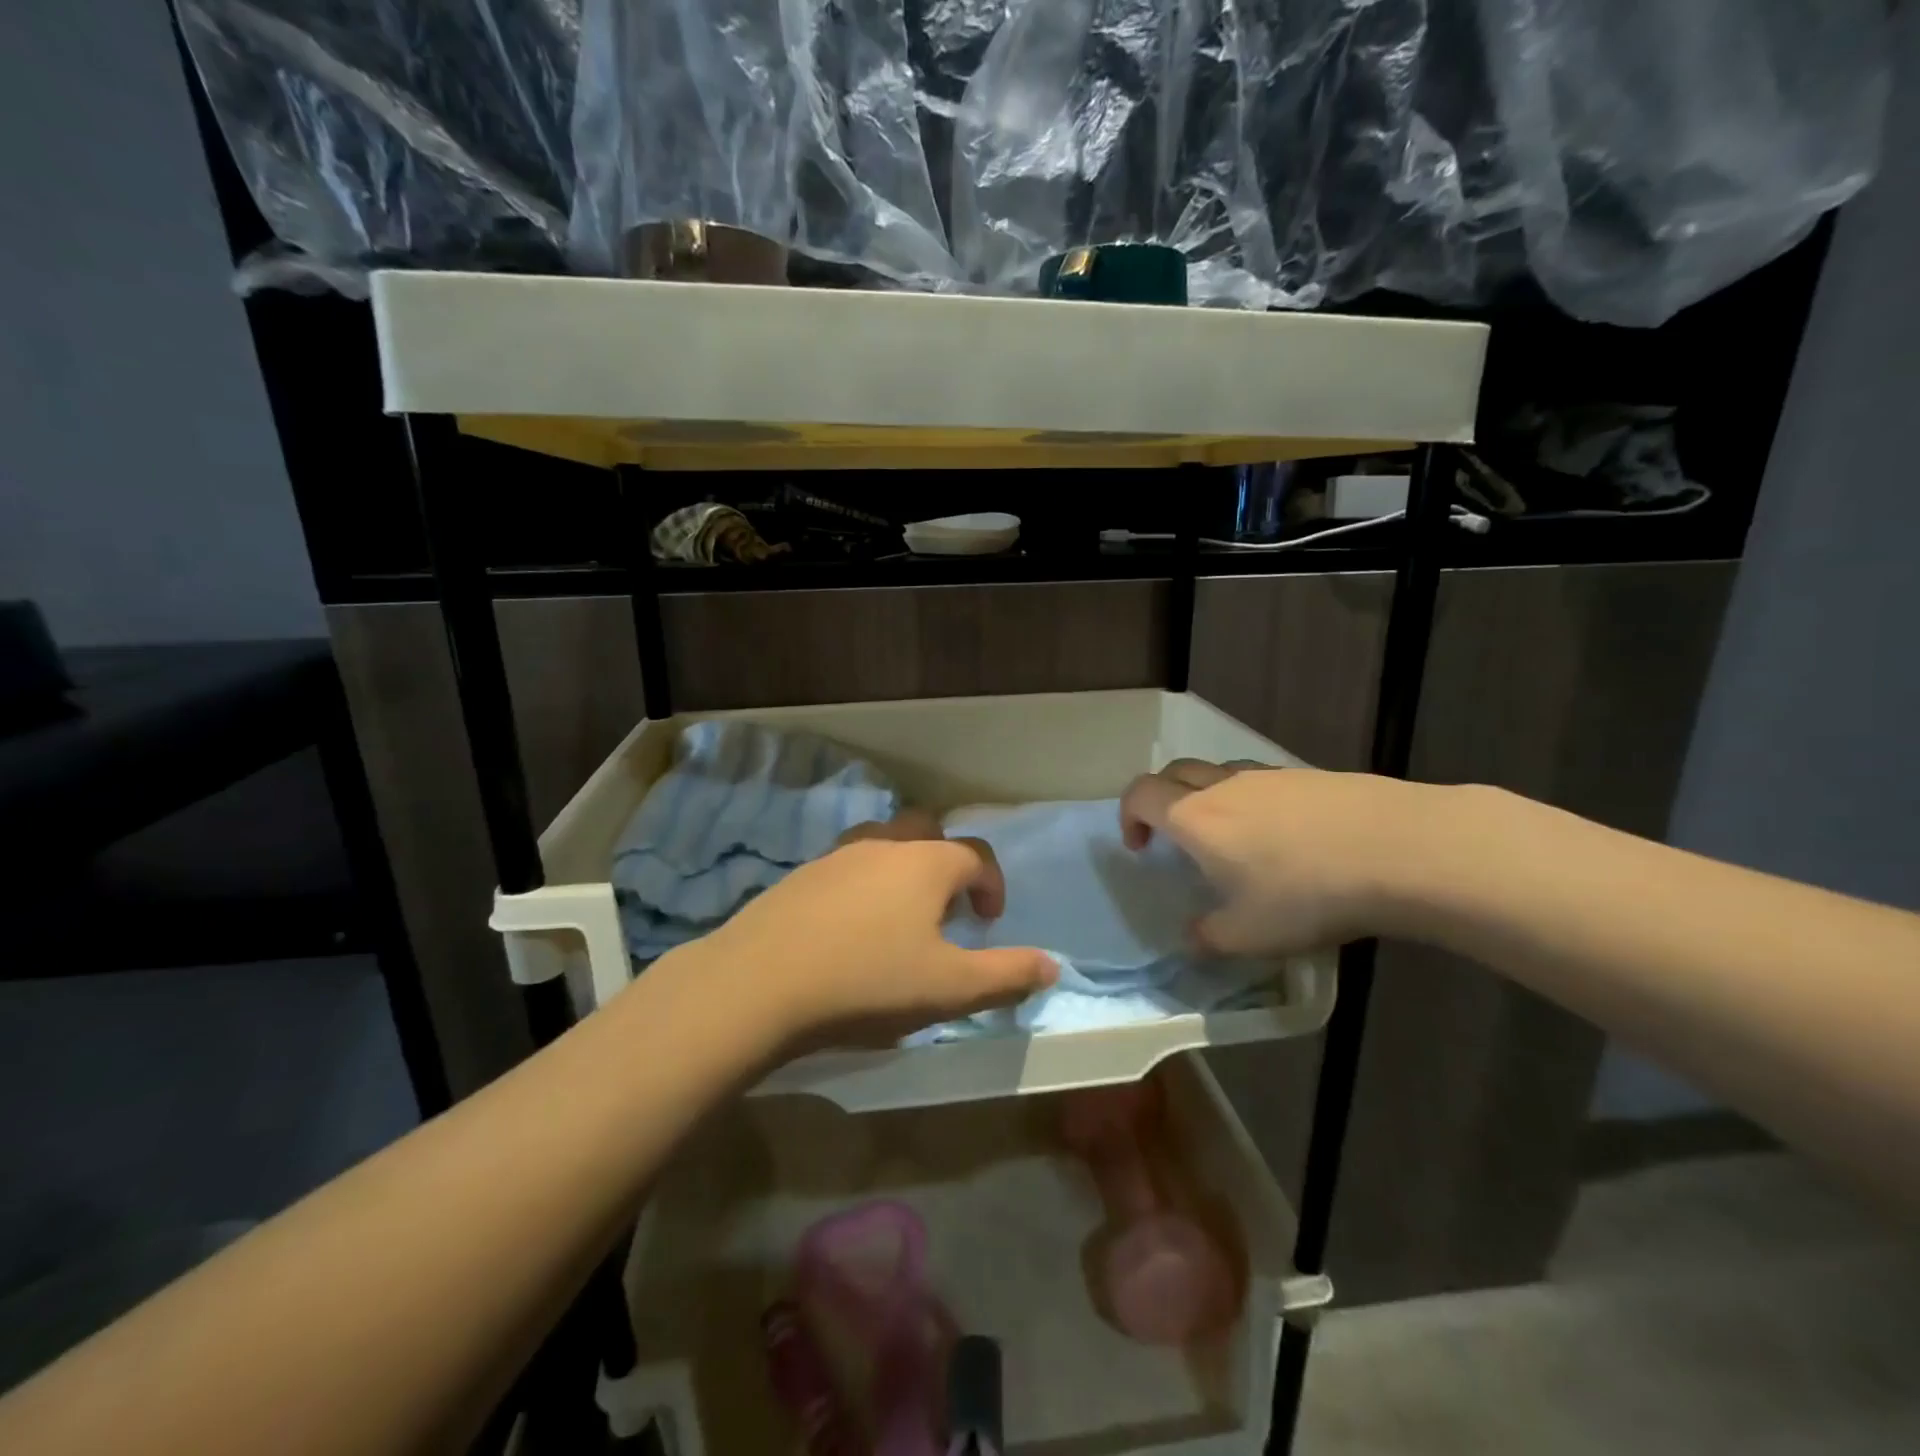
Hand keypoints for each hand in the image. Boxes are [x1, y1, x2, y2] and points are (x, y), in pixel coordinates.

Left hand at [692, 812, 1056, 1049]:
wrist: (761, 983)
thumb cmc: (869, 981)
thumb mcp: (950, 989)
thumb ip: (1007, 974)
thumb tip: (1052, 965)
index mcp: (927, 862)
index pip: (976, 854)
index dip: (992, 884)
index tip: (989, 920)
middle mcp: (885, 845)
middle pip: (928, 830)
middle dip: (946, 862)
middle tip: (945, 908)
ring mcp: (837, 855)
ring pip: (883, 843)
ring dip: (901, 868)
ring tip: (898, 916)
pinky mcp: (801, 874)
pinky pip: (846, 865)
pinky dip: (862, 883)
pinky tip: (849, 926)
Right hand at [1120, 759, 1434, 954]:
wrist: (1399, 849)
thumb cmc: (1306, 893)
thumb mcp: (1250, 934)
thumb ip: (1209, 938)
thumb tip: (1192, 938)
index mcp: (1195, 818)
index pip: (1140, 794)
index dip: (1128, 816)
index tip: (1140, 848)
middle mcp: (1224, 786)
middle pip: (1173, 772)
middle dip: (1161, 799)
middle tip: (1174, 838)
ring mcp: (1269, 776)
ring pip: (1219, 772)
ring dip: (1207, 797)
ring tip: (1232, 839)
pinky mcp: (1309, 776)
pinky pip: (1262, 780)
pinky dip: (1252, 799)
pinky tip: (1285, 836)